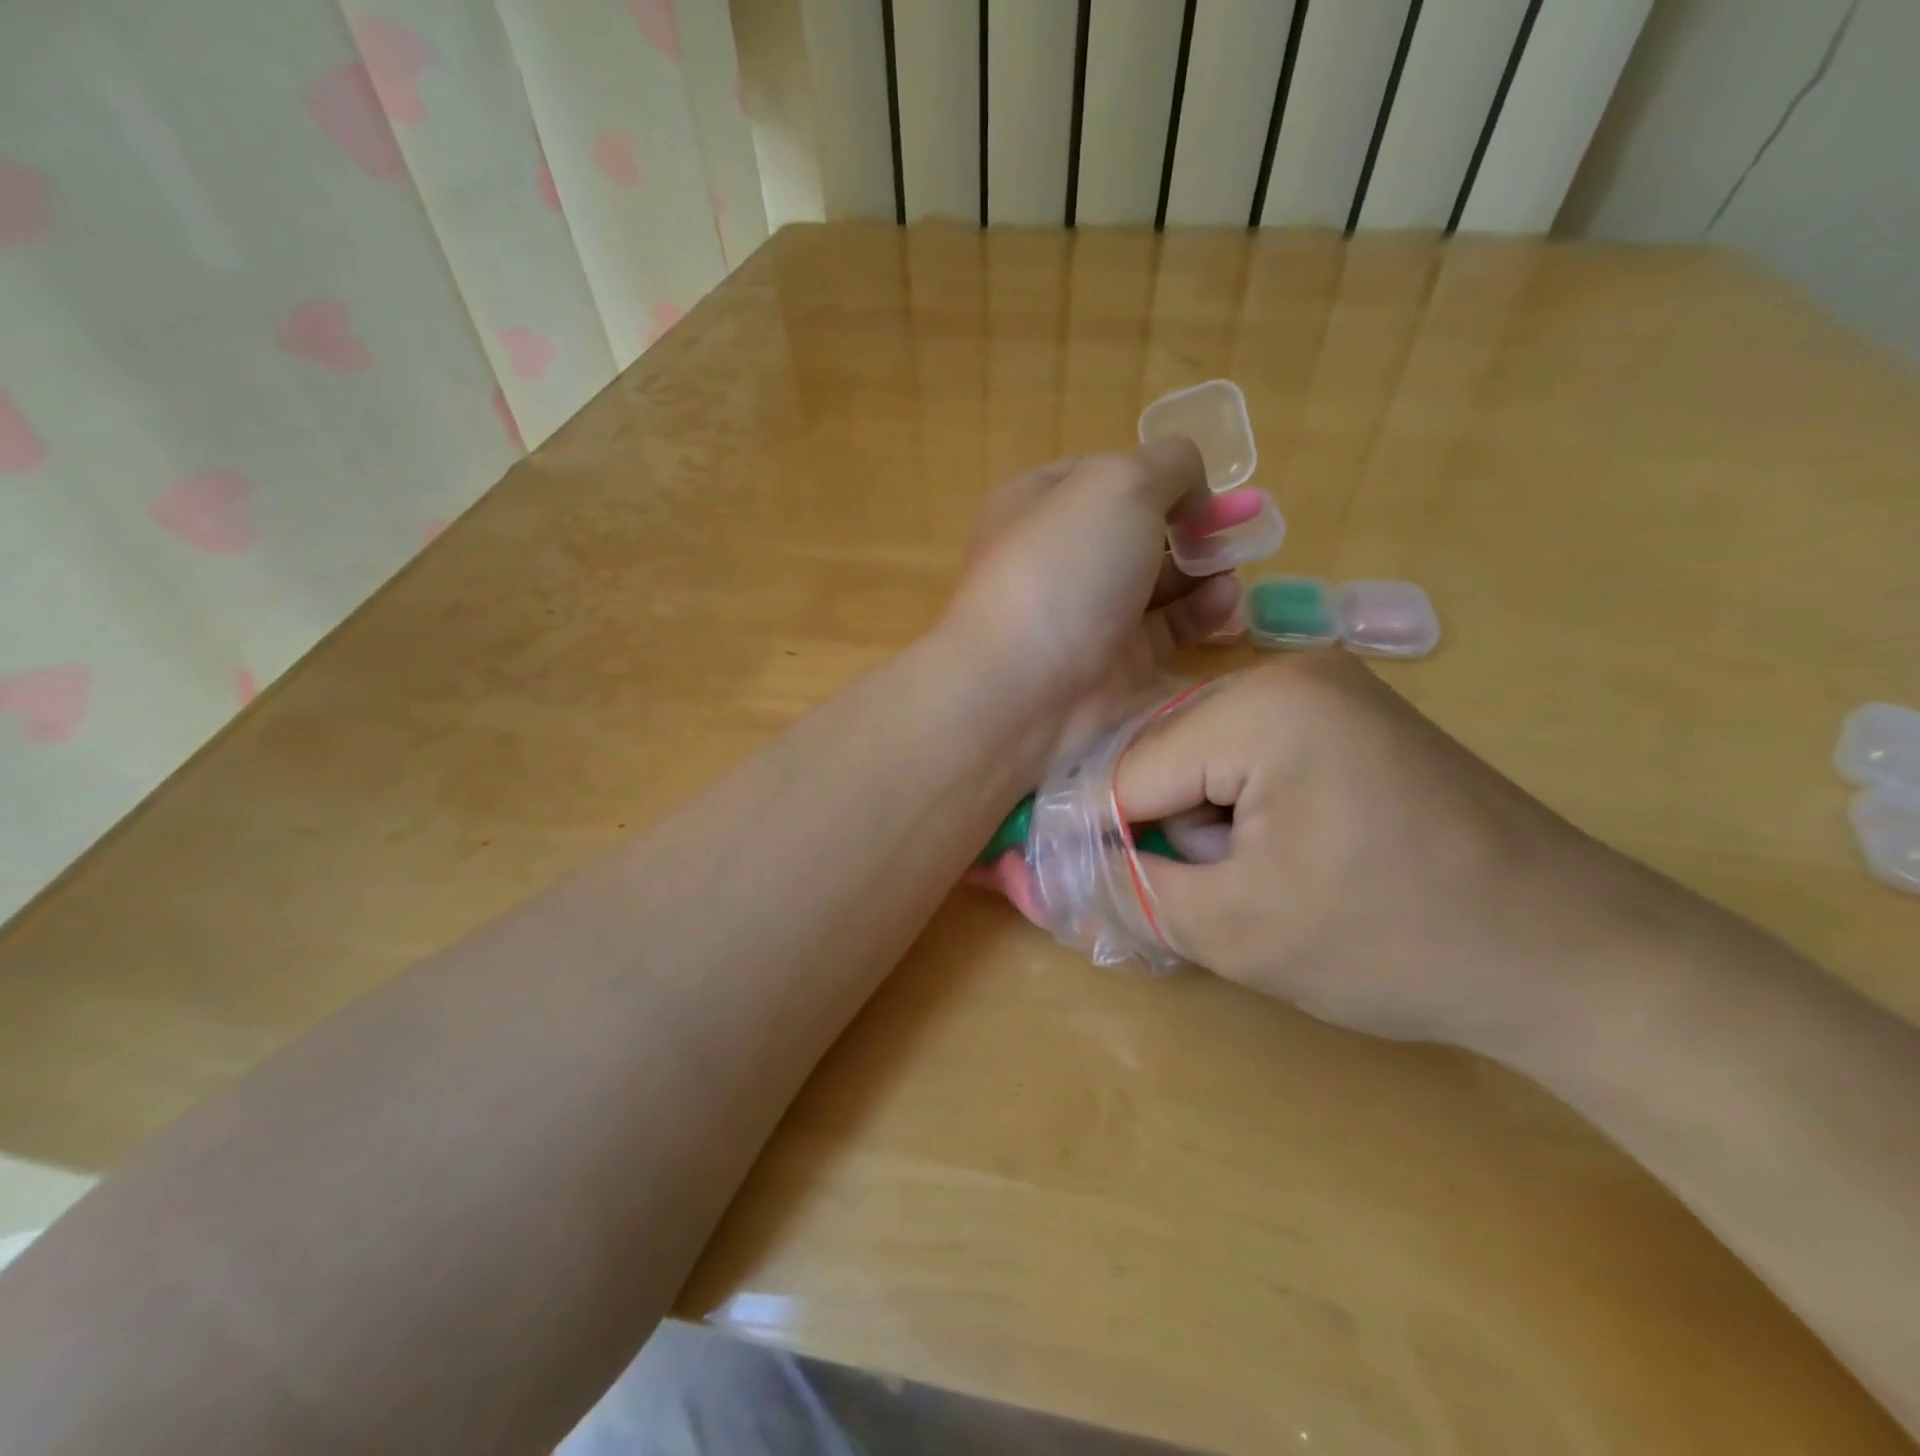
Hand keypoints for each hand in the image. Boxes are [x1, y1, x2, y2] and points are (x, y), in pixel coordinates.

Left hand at [941, 440, 1249, 757]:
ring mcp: (1084, 611)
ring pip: (1154, 582)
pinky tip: (1227, 601)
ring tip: (1236, 564)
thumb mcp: (1117, 485)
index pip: (1103, 474)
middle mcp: (1058, 556)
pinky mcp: (1113, 661)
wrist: (1021, 689)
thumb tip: (1191, 489)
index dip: (1156, 473)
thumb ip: (1168, 465)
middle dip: (1189, 524)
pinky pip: (1165, 629)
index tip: (1201, 485)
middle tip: (1238, 525)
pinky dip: (1198, 612)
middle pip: (1134, 530)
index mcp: (1038, 502)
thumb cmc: (1062, 569)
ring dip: (1201, 568)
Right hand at [1116, 654, 1665, 1056]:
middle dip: (1167, 832)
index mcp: (1261, 706)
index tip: (1096, 896)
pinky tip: (1293, 856)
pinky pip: (1252, 756)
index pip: (1129, 771)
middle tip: (1214, 898)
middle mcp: (1288, 673)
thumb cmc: (1397, 942)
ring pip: (1204, 758)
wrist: (1576, 959)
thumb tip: (1041, 876)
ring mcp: (1327, 689)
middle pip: (1166, 756)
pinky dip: (1244, 810)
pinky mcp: (1351, 718)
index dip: (1104, 841)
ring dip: (1206, 825)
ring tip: (1264, 882)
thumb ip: (1128, 891)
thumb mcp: (1236, 928)